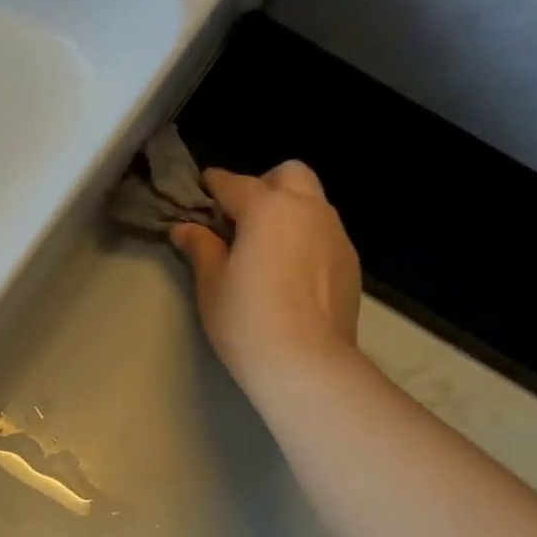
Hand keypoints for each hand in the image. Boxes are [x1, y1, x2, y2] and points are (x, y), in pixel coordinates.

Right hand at [171, 160, 363, 390]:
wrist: (306, 361)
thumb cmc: (246, 319)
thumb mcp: (211, 284)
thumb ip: (201, 248)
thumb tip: (185, 228)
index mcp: (267, 209)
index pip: (234, 183)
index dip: (214, 184)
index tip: (202, 189)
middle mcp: (307, 209)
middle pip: (288, 174)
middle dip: (264, 185)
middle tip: (242, 217)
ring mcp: (335, 233)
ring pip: (313, 202)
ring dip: (289, 210)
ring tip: (268, 245)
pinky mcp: (350, 261)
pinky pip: (326, 233)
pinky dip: (306, 237)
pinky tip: (292, 271)